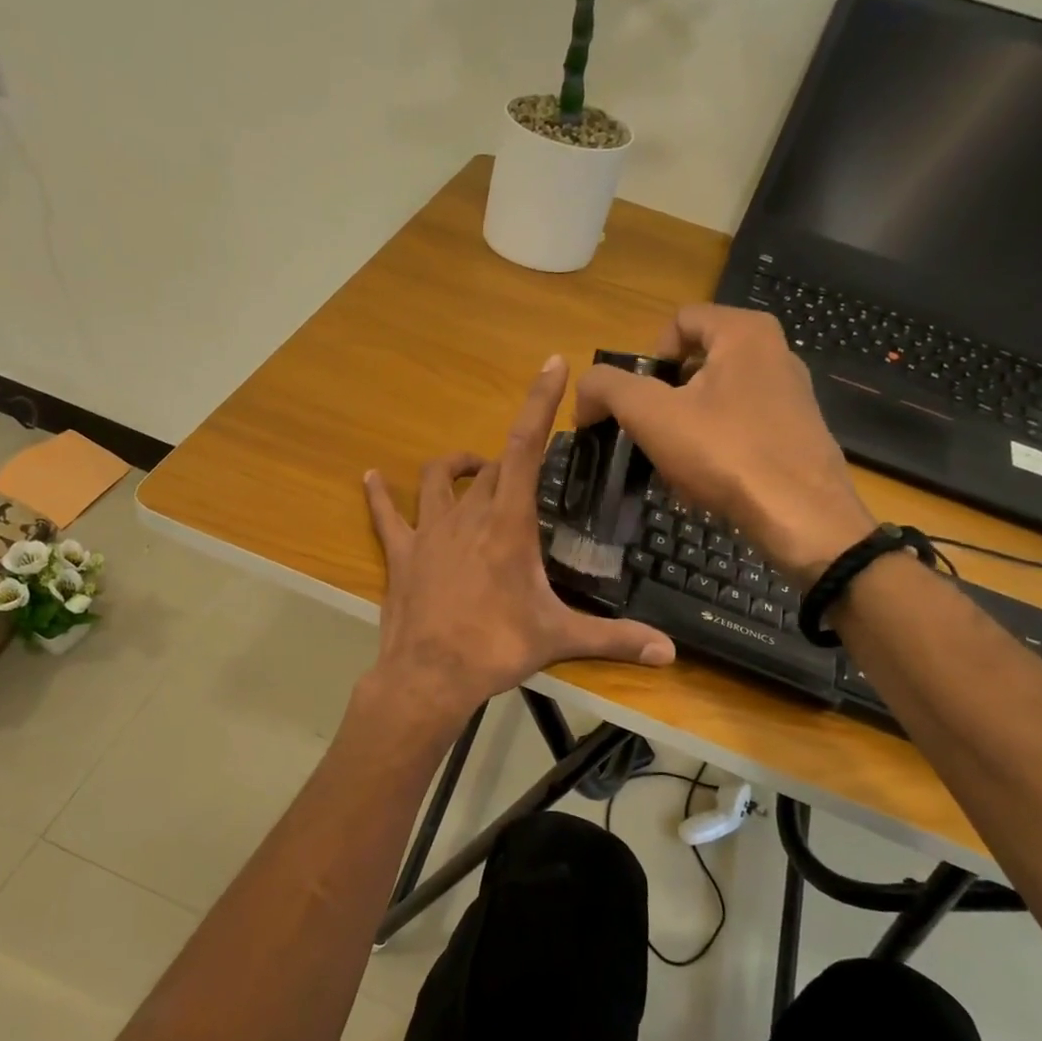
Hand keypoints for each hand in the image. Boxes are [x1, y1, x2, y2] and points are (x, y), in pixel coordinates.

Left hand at [362, 356, 675, 727]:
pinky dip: (380, 495)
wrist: (429, 677)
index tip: (552, 363)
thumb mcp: (559, 638)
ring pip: (439, 479)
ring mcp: (429, 531)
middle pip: (492, 466)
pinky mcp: (402, 553)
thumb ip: (616, 638)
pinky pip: (386, 515)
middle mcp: (468, 515)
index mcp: (508, 524)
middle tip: (532, 468)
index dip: (539, 402)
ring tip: (473, 469)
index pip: (527, 447)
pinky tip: (372, 478)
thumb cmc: (496, 649)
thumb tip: (670, 652)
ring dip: (457, 467)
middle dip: (513, 459)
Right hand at [575, 305, 876, 577]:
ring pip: (717, 397)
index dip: (645, 358)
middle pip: (696, 361)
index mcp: (744, 332)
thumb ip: (607, 388)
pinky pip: (741, 426)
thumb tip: (585, 392)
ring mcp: (791, 394)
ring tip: (675, 464)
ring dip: (686, 425)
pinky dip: (716, 445)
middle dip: (664, 397)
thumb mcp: (650, 415)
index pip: (678, 321)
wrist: (801, 517)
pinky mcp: (798, 432)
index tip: (636, 402)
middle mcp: (775, 352)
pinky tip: (708, 479)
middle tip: (650, 435)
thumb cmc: (724, 453)